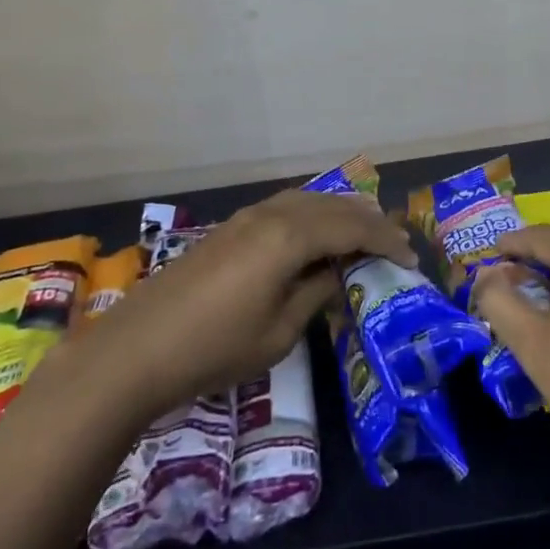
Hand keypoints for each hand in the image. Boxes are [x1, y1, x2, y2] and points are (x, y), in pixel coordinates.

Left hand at [95, 189, 413, 416]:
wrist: (137, 348)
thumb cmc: (215, 348)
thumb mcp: (279, 332)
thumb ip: (316, 294)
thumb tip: (338, 274)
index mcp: (290, 235)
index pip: (353, 226)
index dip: (387, 240)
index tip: (412, 258)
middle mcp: (273, 213)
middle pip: (333, 205)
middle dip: (369, 219)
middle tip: (396, 239)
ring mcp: (248, 216)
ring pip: (308, 200)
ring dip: (340, 212)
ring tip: (364, 230)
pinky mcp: (230, 227)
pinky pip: (286, 207)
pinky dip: (313, 215)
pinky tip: (316, 234)